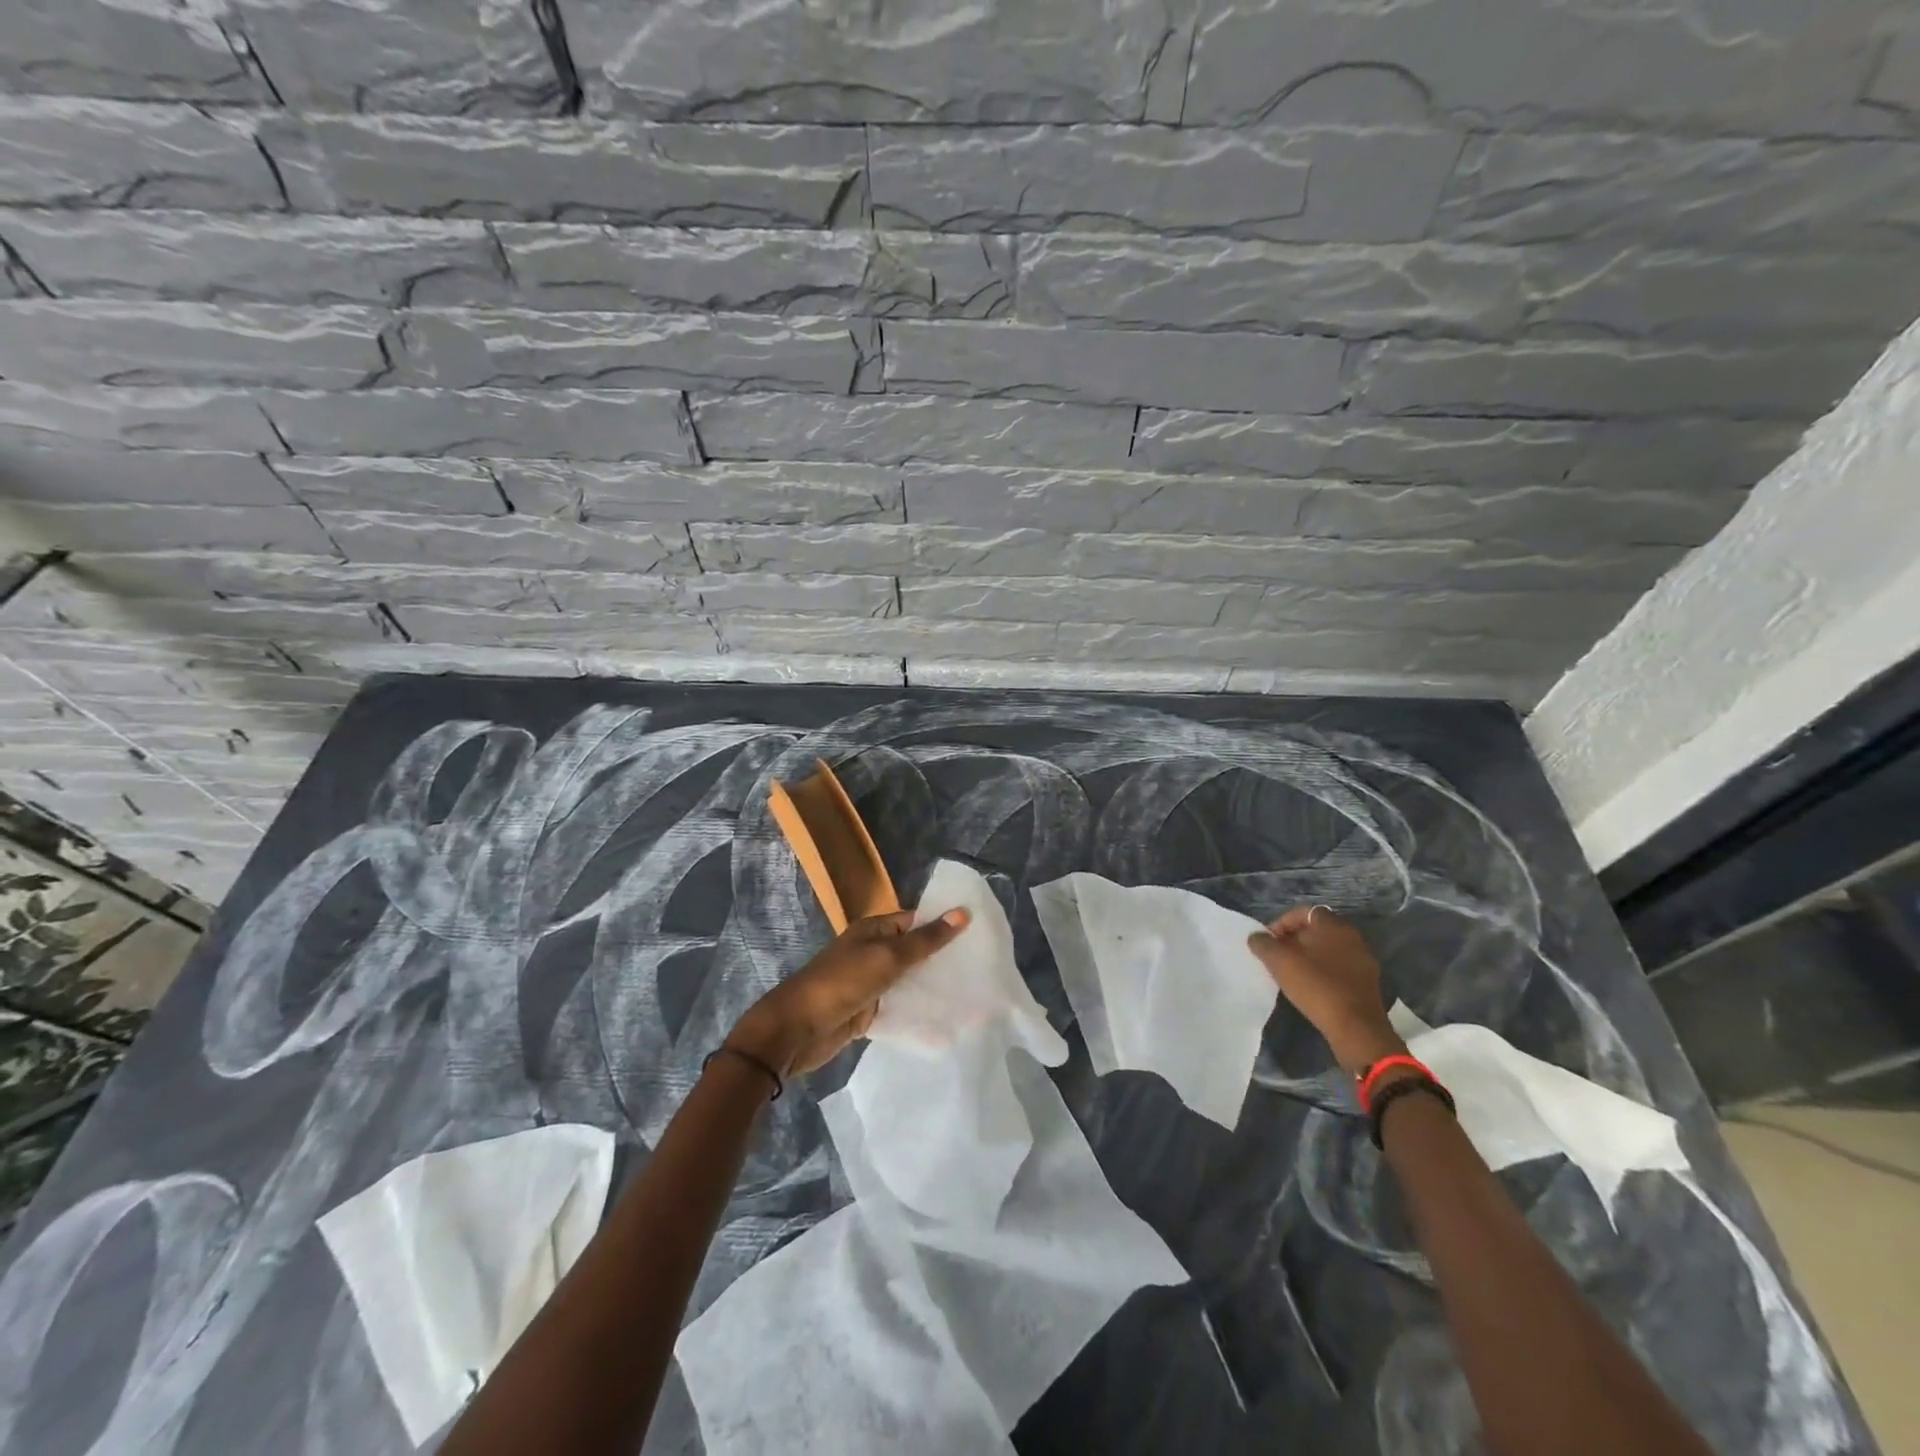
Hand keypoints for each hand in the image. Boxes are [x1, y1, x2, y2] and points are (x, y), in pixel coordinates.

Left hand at [725, 908, 971, 1077]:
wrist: (797, 1029)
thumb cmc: (842, 983)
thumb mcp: (888, 957)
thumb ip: (926, 939)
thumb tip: (962, 913)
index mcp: (874, 929)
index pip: (916, 920)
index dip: (944, 924)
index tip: (978, 933)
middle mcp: (873, 951)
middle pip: (914, 951)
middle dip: (943, 959)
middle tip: (982, 966)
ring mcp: (870, 983)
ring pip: (909, 981)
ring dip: (933, 987)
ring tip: (973, 993)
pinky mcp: (867, 1012)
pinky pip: (899, 1007)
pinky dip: (919, 1012)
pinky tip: (947, 1020)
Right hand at [1248, 907, 1405, 1073]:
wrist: (1356, 1028)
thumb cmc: (1316, 986)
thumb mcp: (1279, 962)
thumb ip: (1263, 944)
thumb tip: (1256, 937)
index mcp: (1333, 925)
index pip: (1304, 912)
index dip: (1282, 923)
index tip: (1268, 941)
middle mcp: (1352, 937)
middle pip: (1317, 930)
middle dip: (1294, 940)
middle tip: (1277, 956)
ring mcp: (1363, 960)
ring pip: (1329, 950)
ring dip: (1309, 956)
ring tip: (1291, 972)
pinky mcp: (1367, 983)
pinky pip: (1339, 968)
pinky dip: (1323, 971)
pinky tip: (1311, 987)